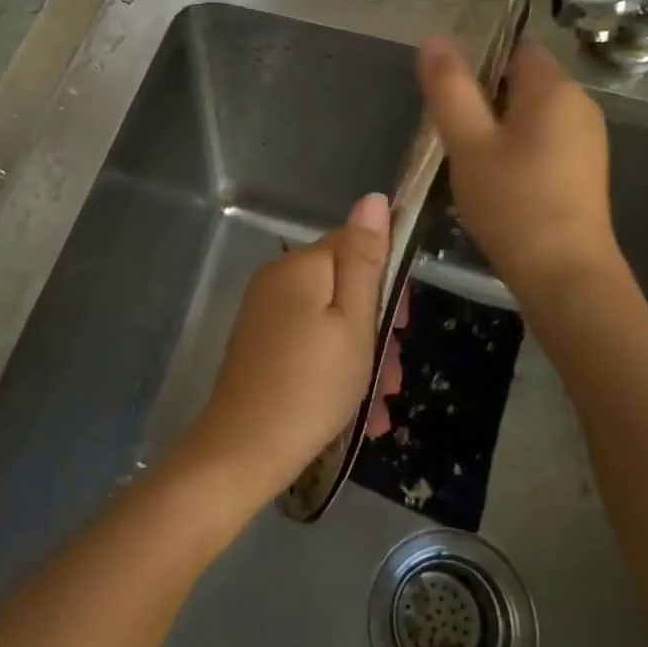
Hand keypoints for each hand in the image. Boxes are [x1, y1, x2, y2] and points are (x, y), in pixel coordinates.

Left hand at [181, 193, 398, 503]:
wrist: (244, 450)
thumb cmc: (312, 384)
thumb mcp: (354, 321)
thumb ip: (365, 258)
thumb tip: (373, 197)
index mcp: (301, 266)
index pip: (354, 243)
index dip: (386, 276)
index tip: (403, 321)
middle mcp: (278, 279)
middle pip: (342, 285)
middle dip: (376, 325)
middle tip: (394, 373)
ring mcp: (264, 313)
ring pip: (329, 320)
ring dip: (362, 355)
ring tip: (382, 404)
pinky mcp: (259, 344)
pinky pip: (308, 342)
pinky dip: (334, 367)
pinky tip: (358, 412)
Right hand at [418, 36, 622, 300]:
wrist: (566, 275)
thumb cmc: (513, 203)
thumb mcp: (468, 143)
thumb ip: (449, 88)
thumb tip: (434, 38)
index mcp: (554, 88)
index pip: (515, 47)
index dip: (479, 62)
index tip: (452, 97)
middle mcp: (580, 103)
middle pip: (523, 80)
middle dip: (485, 98)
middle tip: (455, 136)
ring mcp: (588, 138)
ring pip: (532, 113)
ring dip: (499, 127)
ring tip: (472, 162)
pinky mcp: (586, 169)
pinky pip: (545, 139)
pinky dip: (519, 149)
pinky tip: (501, 182)